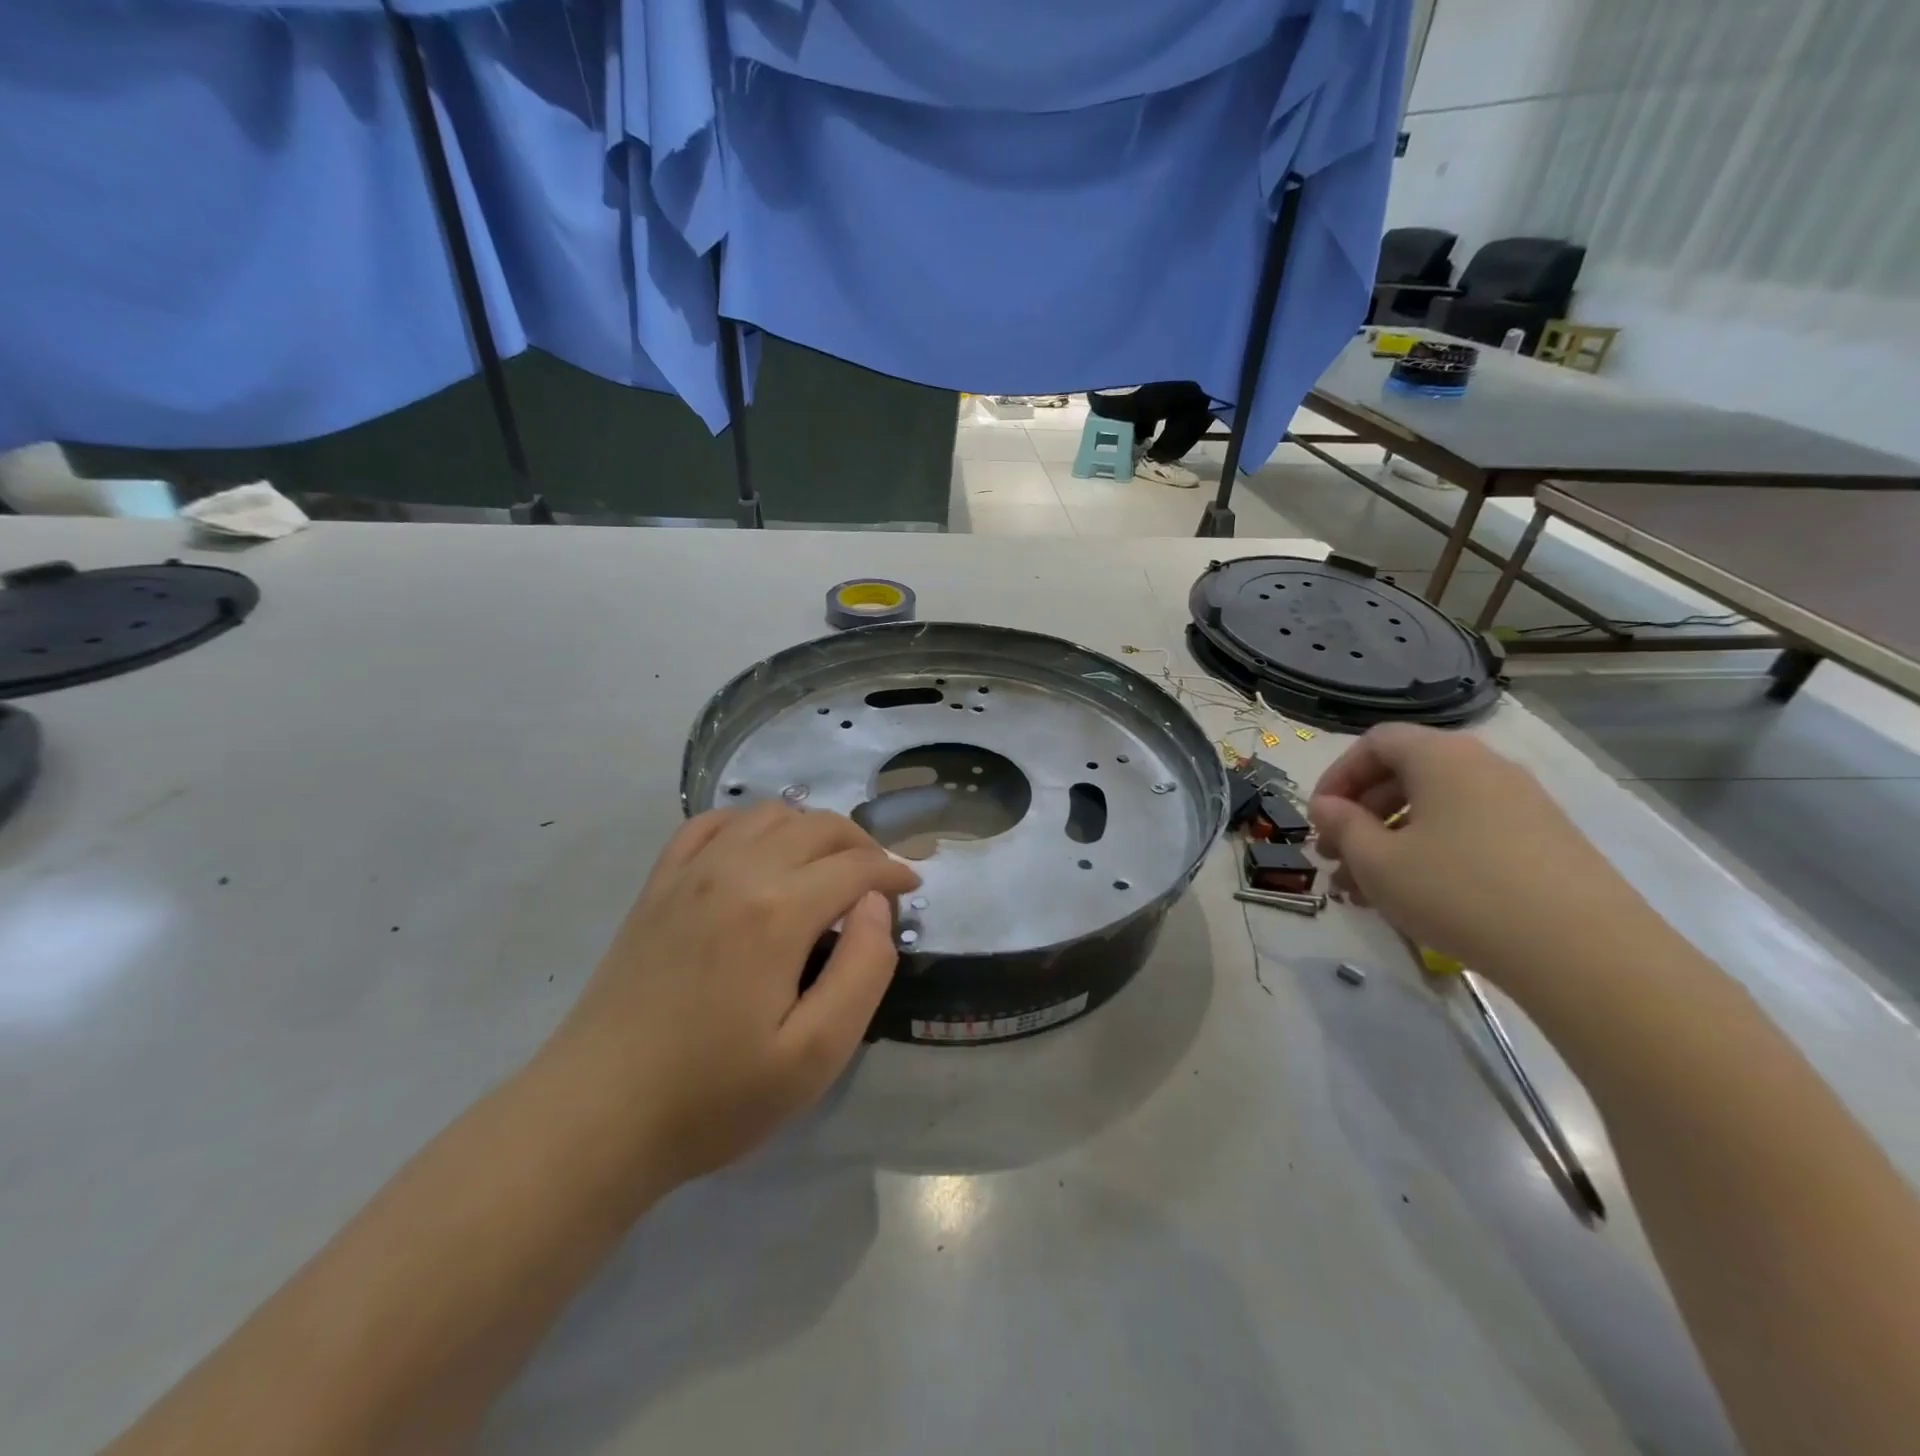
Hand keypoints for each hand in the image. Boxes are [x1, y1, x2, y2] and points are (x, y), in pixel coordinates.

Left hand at [542, 804, 919, 1200]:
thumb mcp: (815, 1055)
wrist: (596, 1116)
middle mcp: (736, 871)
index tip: (912, 887)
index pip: (855, 866)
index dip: (892, 871)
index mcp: (778, 911)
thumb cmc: (714, 1095)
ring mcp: (690, 873)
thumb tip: (875, 906)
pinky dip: (747, 823)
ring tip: (827, 866)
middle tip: (879, 880)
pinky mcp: (658, 886)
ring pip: (768, 816)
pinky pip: (710, 825)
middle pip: (817, 826)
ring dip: (810, 830)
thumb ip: (864, 970)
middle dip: (860, 844)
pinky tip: (757, 849)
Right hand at [1308, 724, 1652, 983]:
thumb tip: (1327, 806)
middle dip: (1360, 817)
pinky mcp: (1544, 843)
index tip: (1319, 818)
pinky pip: (1468, 834)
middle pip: (1404, 776)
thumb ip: (1343, 826)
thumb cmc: (1458, 891)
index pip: (1375, 743)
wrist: (1584, 953)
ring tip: (1364, 891)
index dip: (1337, 776)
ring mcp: (1521, 805)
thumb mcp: (1378, 861)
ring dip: (1390, 842)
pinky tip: (1415, 899)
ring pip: (1435, 811)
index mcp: (1442, 757)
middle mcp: (1484, 767)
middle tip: (1335, 859)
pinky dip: (1431, 855)